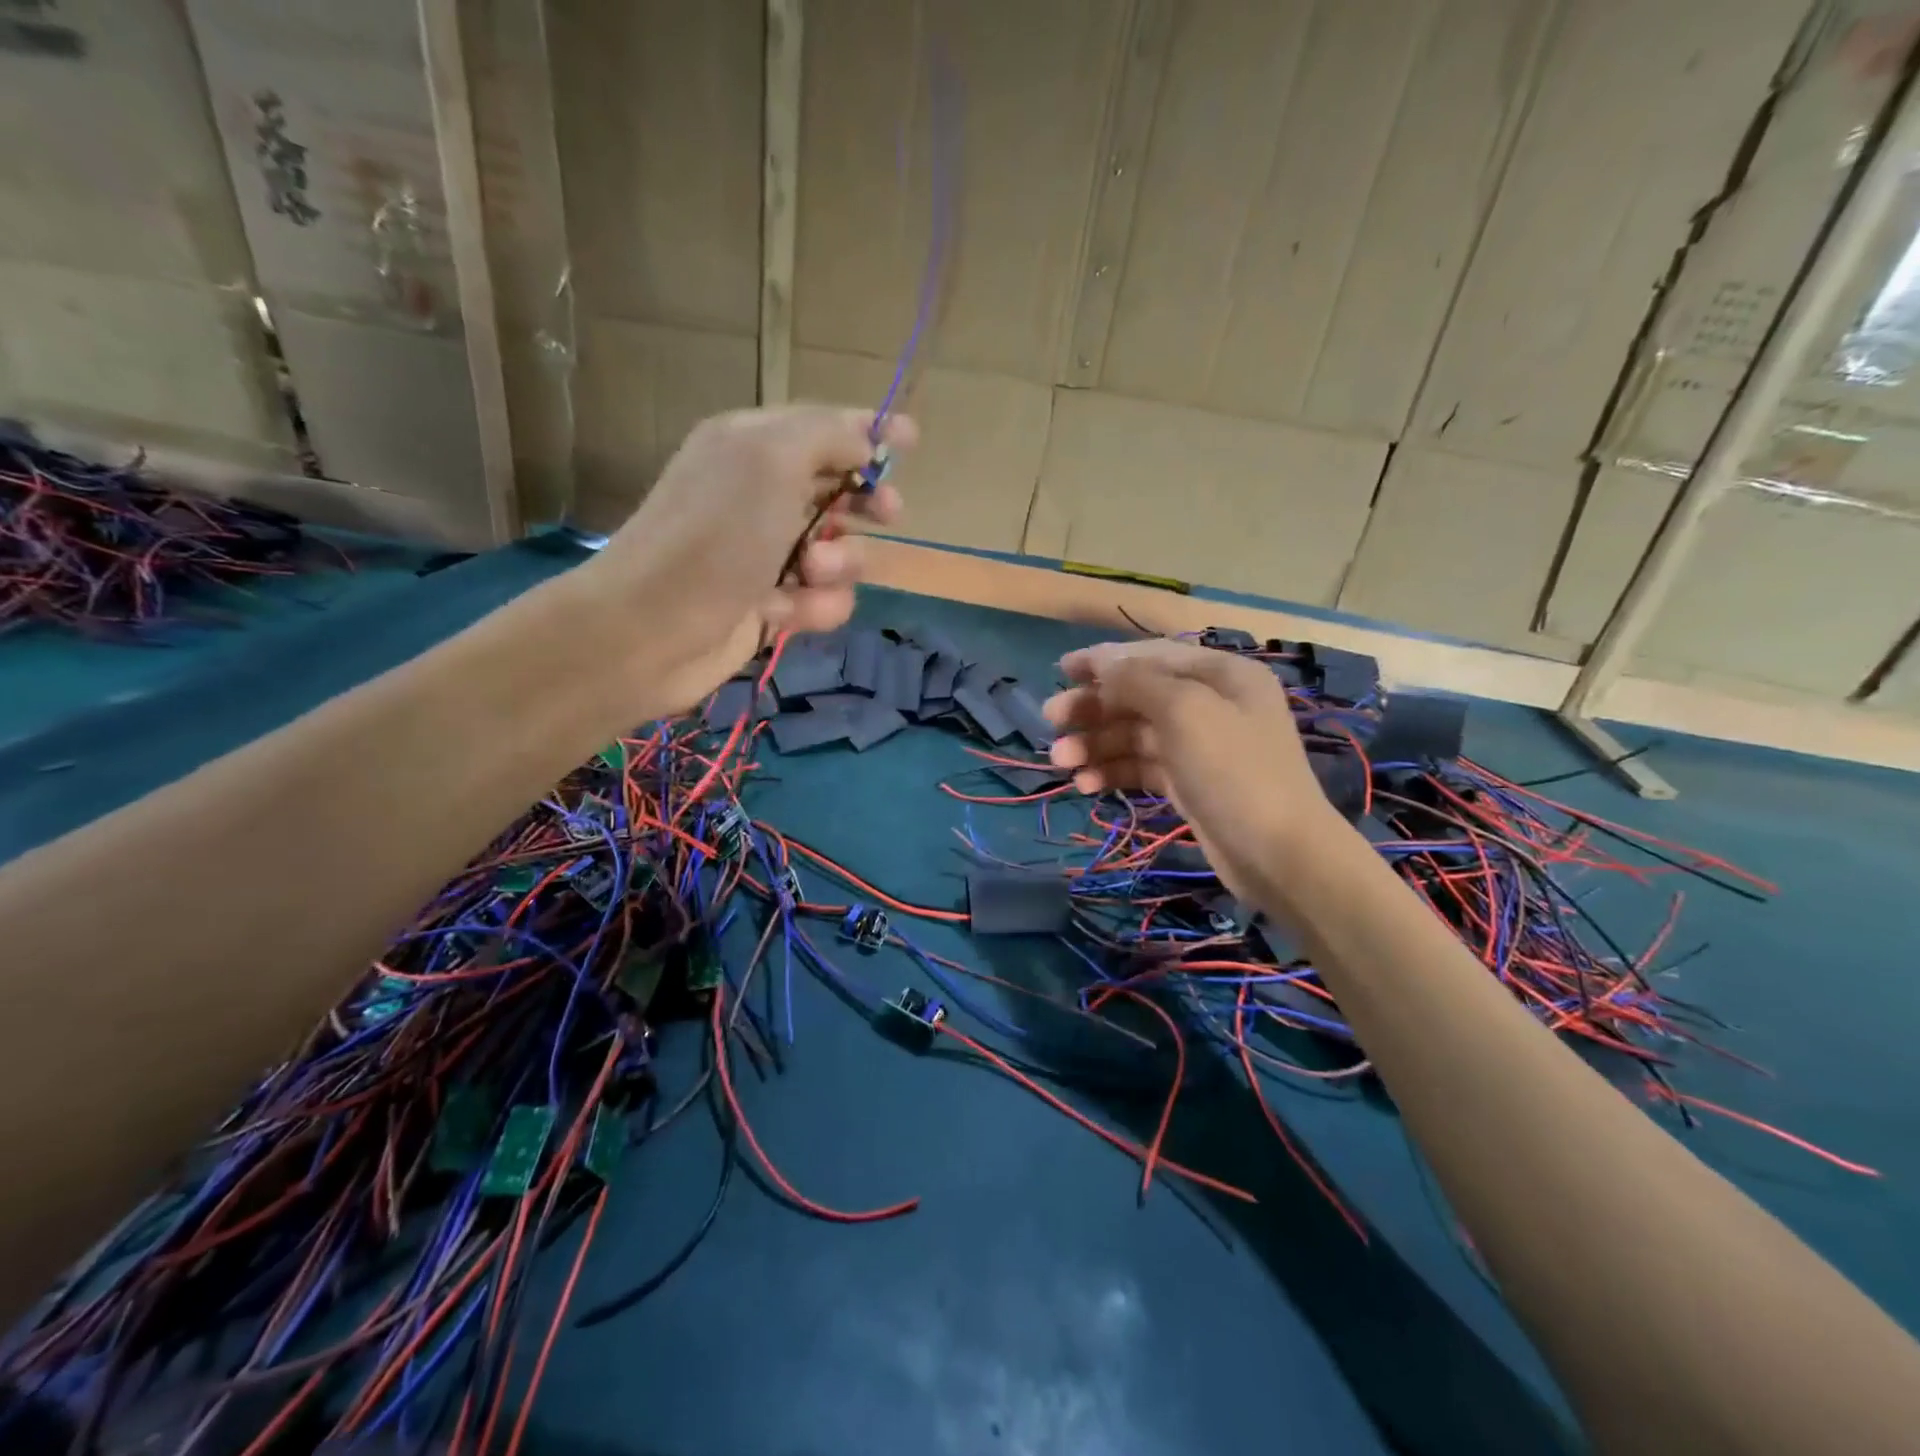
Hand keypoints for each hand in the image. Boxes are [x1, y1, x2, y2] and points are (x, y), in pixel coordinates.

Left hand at [574, 405, 914, 717]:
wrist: (652, 630)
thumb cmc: (714, 537)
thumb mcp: (770, 461)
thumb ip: (827, 435)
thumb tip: (865, 439)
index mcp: (754, 445)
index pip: (823, 426)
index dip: (869, 430)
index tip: (911, 440)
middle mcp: (763, 495)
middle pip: (841, 490)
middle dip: (867, 503)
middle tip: (886, 513)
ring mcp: (769, 554)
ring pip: (843, 553)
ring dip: (841, 563)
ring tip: (812, 571)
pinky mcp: (775, 605)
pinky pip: (825, 600)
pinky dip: (816, 606)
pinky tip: (787, 613)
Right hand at [1042, 640, 1340, 902]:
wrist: (1279, 855)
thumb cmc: (1233, 770)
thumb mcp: (1185, 711)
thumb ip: (1137, 681)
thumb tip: (1102, 665)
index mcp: (1220, 674)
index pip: (1151, 656)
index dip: (1104, 660)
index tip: (1061, 670)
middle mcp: (1211, 703)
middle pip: (1139, 695)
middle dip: (1093, 708)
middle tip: (1051, 721)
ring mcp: (1200, 746)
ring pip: (1135, 734)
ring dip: (1095, 745)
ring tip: (1061, 763)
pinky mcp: (1190, 783)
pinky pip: (1142, 767)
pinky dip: (1114, 771)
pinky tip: (1086, 786)